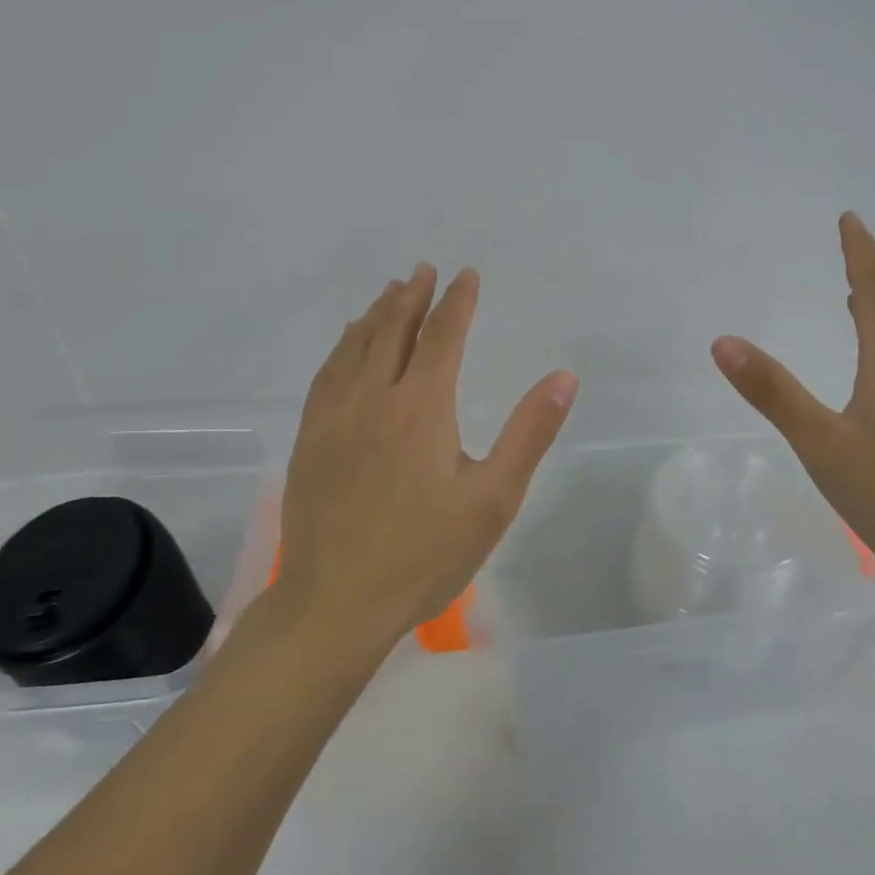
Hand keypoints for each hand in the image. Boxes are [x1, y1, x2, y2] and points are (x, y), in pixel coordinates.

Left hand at [276, 264, 578, 644]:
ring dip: (377, 313)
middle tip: (424, 270)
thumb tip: (564, 377)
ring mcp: (335, 416)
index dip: (457, 301)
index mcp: (421, 406)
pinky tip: (347, 344)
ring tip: (390, 292)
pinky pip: (327, 373)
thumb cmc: (424, 554)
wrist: (335, 603)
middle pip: (393, 329)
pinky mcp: (311, 437)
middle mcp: (374, 396)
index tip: (466, 275)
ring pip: (356, 345)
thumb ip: (529, 433)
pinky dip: (343, 346)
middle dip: (412, 295)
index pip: (442, 335)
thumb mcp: (493, 499)